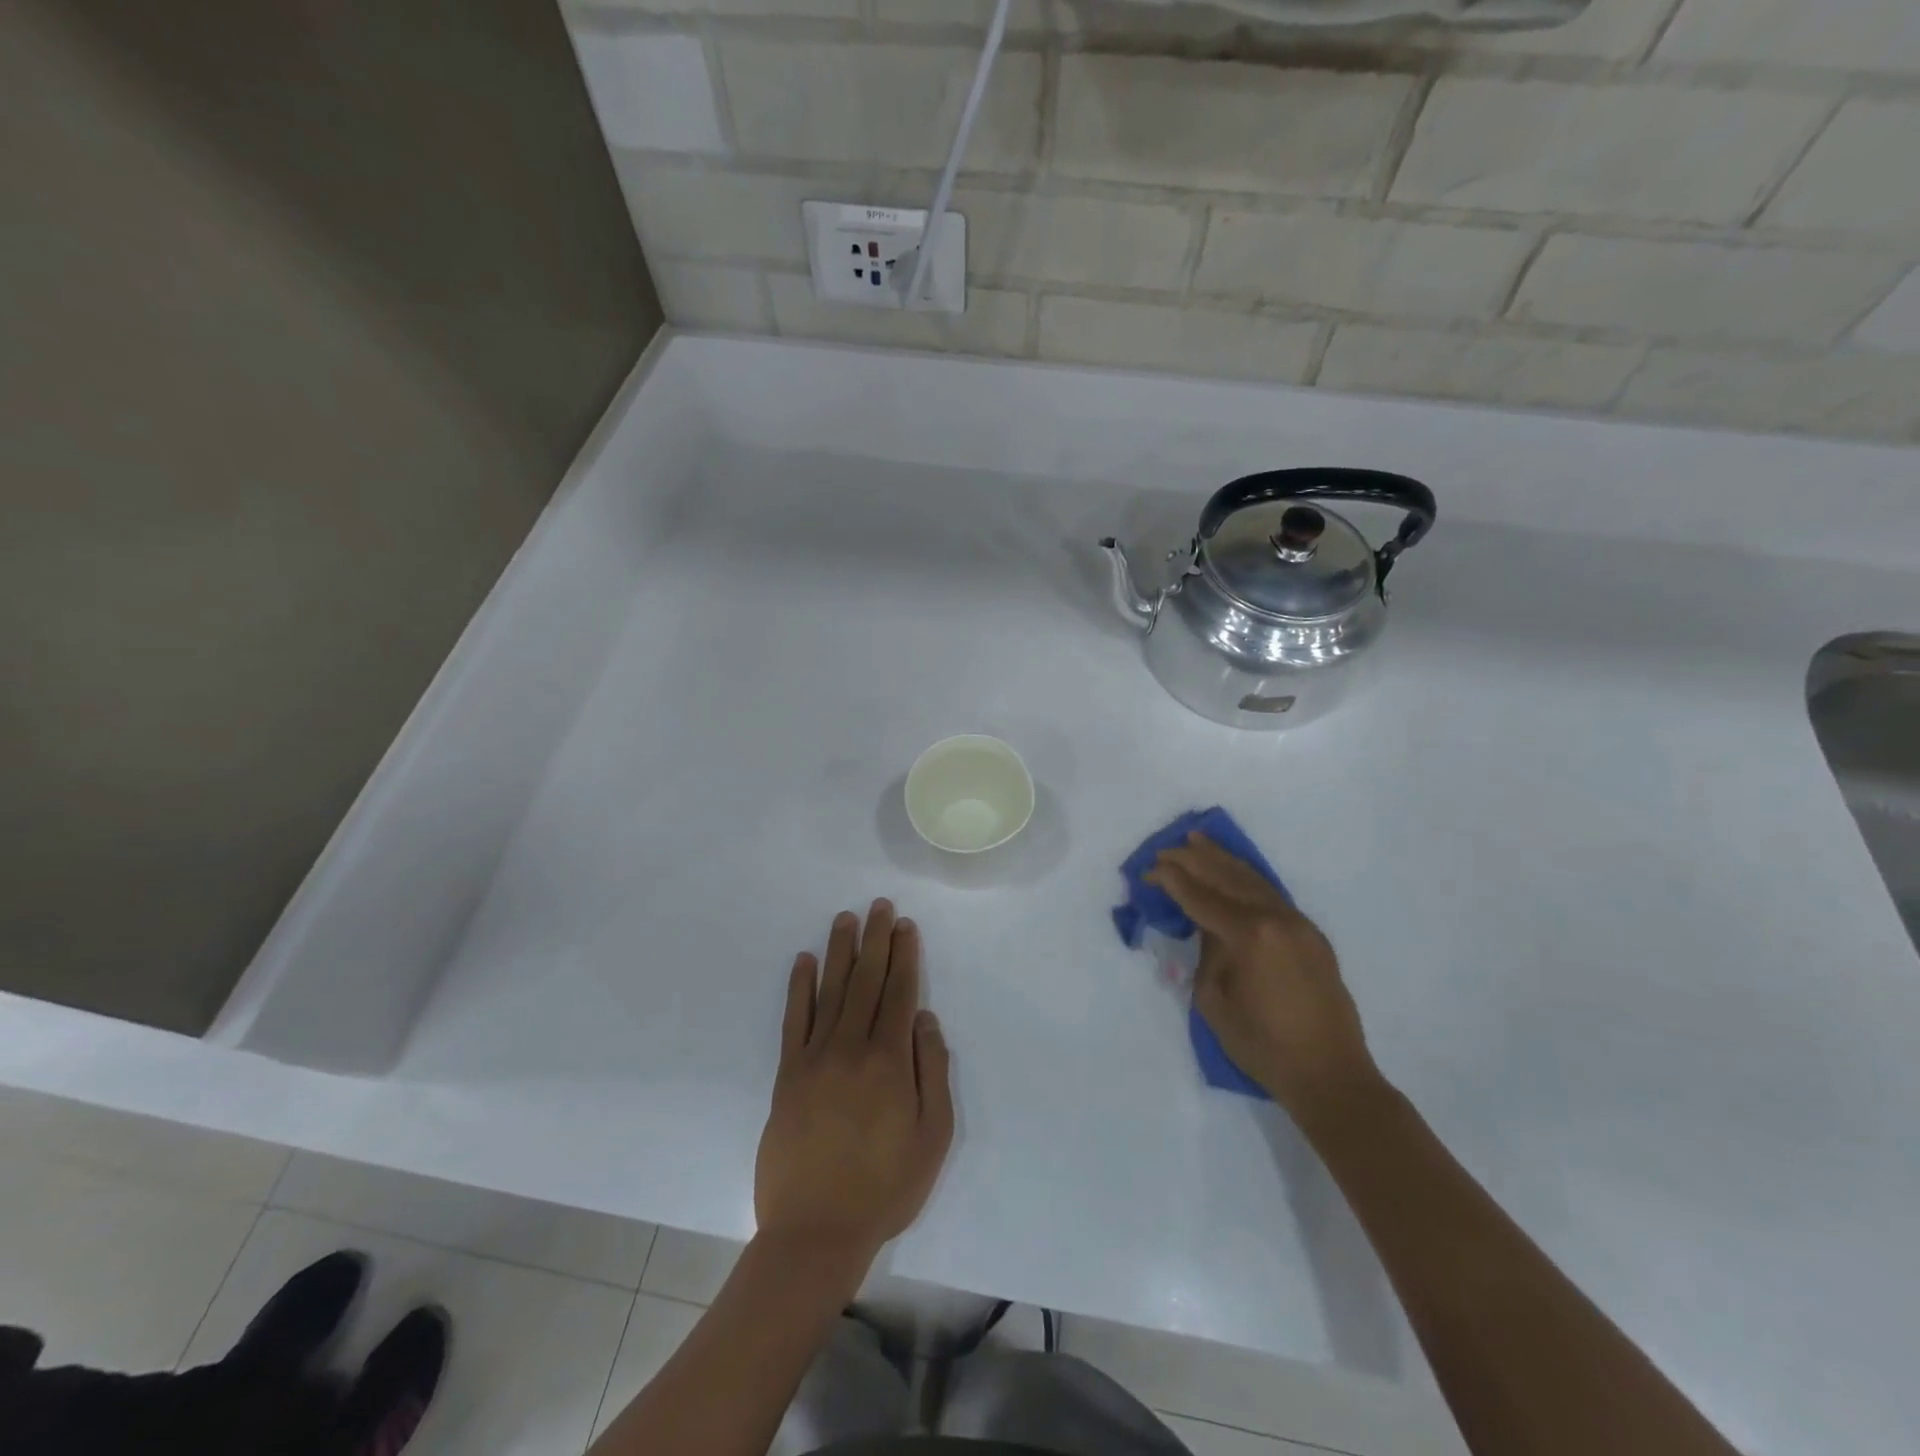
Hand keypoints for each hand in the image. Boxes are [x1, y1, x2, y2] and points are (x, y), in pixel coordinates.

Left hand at [754, 900, 954, 1272]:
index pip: (900, 994)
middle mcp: (851, 1048)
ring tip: (845, 919)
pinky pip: (793, 1020)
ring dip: (840, 952)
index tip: (905, 926)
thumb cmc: (885, 1188)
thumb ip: (933, 1072)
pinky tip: (804, 961)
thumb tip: (926, 1020)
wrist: (814, 1232)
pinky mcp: (786, 1074)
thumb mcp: (933, 1138)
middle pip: (867, 982)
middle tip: (878, 906)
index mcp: (889, 1062)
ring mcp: (814, 1058)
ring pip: (831, 991)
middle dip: (876, 940)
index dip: (904, 957)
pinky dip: (799, 987)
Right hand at [1147, 833, 1377, 1115]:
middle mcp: (1277, 919)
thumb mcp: (1215, 1001)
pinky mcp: (1312, 936)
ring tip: (1198, 840)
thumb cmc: (1263, 1046)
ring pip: (1254, 881)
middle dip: (1194, 860)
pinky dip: (1247, 879)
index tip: (1149, 869)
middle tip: (1166, 848)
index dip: (1172, 881)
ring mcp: (1300, 925)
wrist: (1331, 1076)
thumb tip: (1209, 928)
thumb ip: (1208, 954)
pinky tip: (1234, 871)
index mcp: (1250, 935)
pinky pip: (1272, 895)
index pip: (1202, 898)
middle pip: (1228, 879)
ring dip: (1223, 860)